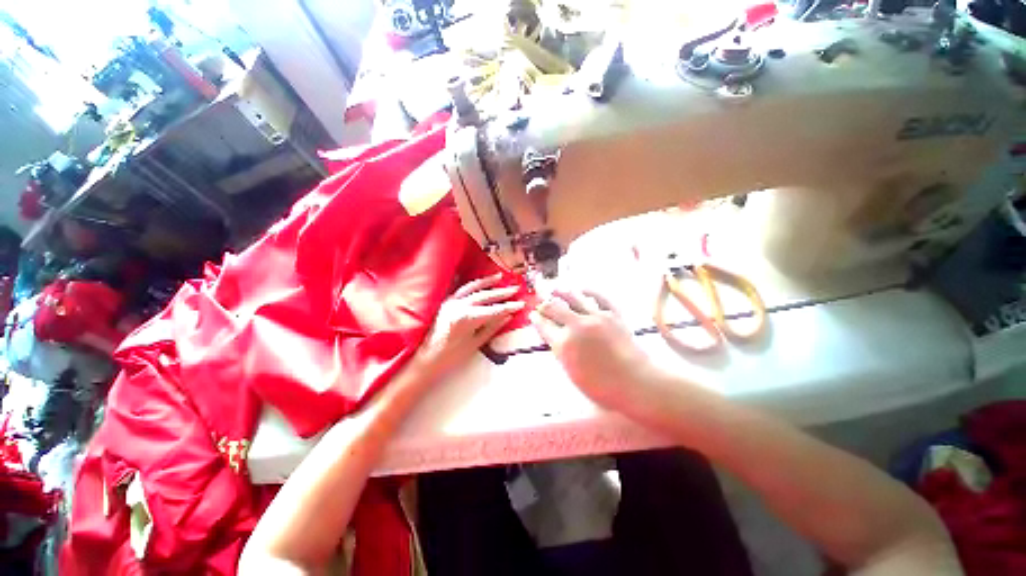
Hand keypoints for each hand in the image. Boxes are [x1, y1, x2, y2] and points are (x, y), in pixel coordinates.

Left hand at [415, 273, 524, 379]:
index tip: (521, 304)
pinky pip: (461, 289)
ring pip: (472, 288)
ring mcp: (450, 302)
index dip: (508, 307)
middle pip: (484, 296)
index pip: (493, 310)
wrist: (425, 359)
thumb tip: (508, 316)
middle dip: (501, 292)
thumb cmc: (450, 356)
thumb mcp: (474, 344)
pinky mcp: (446, 302)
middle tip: (515, 288)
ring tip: (499, 277)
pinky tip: (479, 281)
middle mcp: (457, 306)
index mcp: (466, 318)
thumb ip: (492, 328)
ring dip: (487, 282)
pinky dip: (473, 284)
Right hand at [531, 289, 660, 411]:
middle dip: (544, 305)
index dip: (536, 319)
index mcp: (564, 343)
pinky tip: (581, 289)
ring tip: (555, 289)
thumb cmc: (602, 387)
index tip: (533, 315)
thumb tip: (554, 337)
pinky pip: (599, 297)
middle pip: (554, 308)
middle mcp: (577, 325)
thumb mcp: (573, 373)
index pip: (544, 326)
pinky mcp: (613, 314)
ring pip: (573, 297)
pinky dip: (588, 291)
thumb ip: (561, 352)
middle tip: (541, 304)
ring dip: (561, 292)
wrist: (637, 382)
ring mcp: (596, 316)